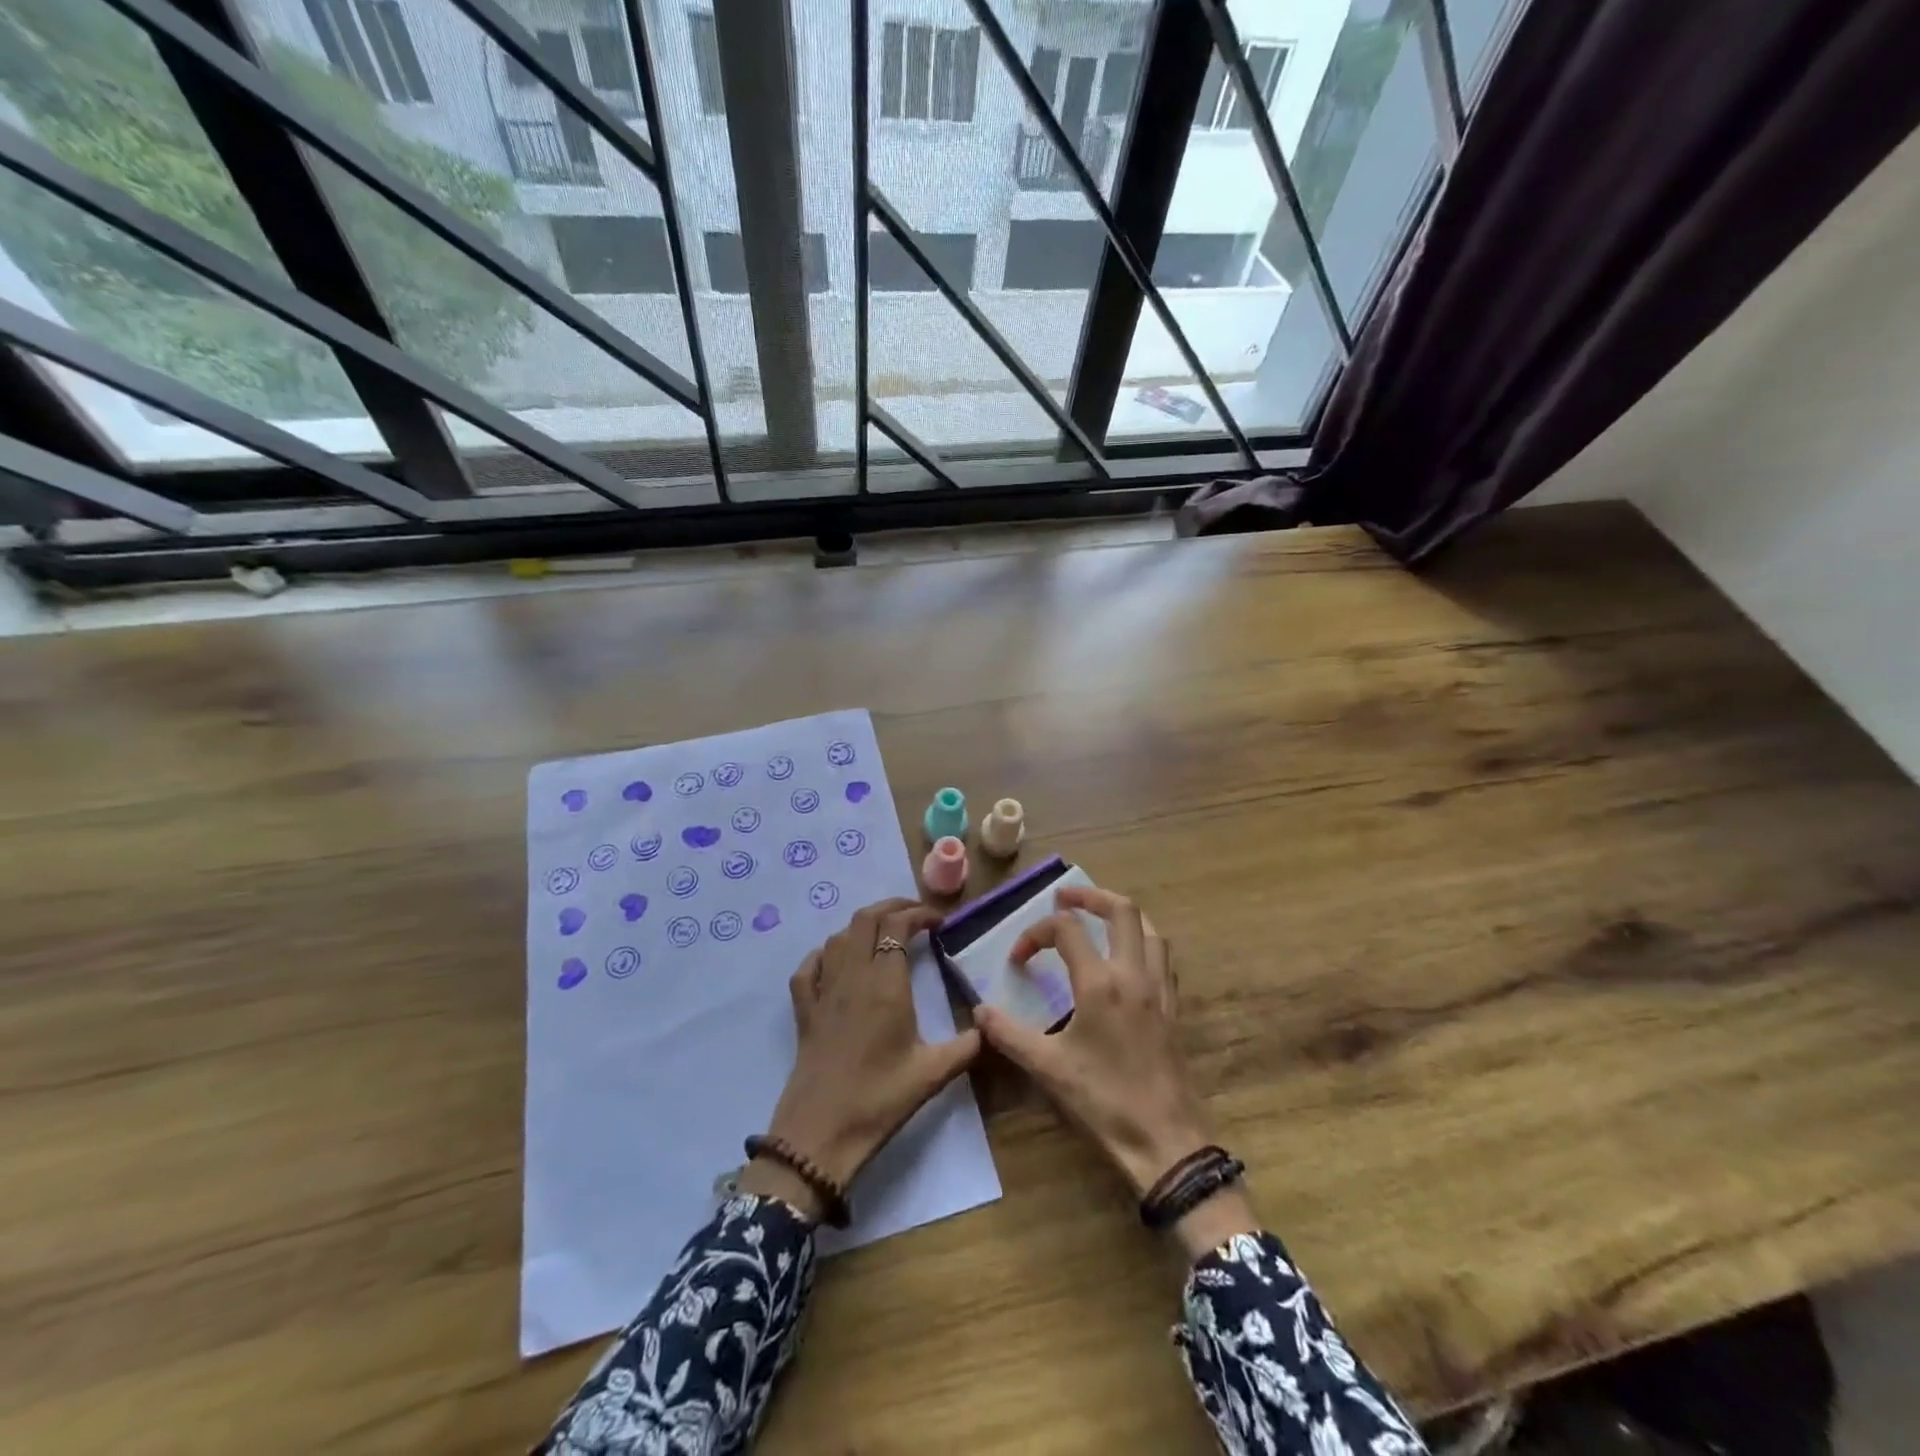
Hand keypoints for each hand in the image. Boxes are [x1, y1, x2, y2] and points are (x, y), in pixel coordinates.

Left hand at [739, 898, 980, 1220]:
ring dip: (863, 927)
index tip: (939, 923)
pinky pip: (809, 967)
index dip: (919, 914)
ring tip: (884, 936)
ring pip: (838, 937)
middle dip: (892, 907)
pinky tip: (837, 962)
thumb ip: (967, 1046)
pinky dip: (825, 954)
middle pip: (866, 919)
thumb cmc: (879, 1099)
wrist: (819, 1134)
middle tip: (916, 917)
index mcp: (885, 984)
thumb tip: (990, 1027)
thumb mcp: (932, 1074)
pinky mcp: (804, 1011)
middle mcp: (852, 976)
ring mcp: (823, 991)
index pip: (898, 925)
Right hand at [976, 887, 1258, 1257]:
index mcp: (1101, 982)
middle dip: (1090, 896)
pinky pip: (1162, 956)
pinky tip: (1127, 960)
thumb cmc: (1104, 1100)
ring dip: (1121, 915)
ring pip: (1149, 928)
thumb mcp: (1048, 1068)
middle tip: (1064, 899)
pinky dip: (1142, 941)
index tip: (1018, 958)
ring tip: (1097, 920)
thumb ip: (1009, 1034)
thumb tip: (979, 1011)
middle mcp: (1134, 973)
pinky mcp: (1173, 1007)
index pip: (1067, 930)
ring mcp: (1159, 988)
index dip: (1036, 933)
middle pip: (1122, 910)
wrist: (1166, 1140)